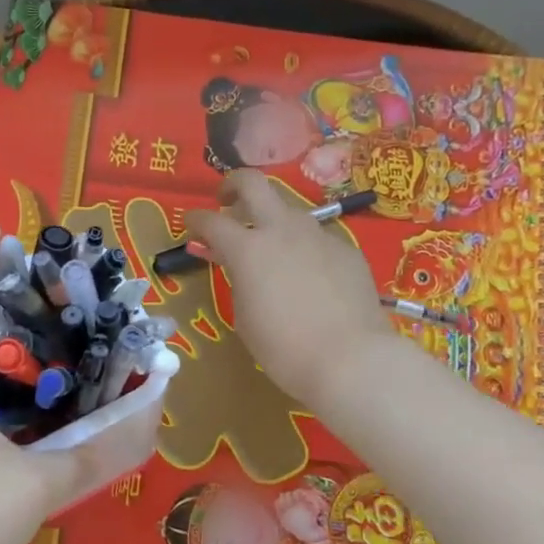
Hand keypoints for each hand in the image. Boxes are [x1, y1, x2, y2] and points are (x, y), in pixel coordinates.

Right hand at [184, 171, 393, 415]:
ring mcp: (318, 235)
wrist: (352, 360)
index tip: (191, 224)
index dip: (196, 219)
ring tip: (272, 247)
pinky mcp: (347, 249)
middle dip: (233, 184)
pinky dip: (304, 247)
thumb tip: (241, 266)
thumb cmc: (285, 349)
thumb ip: (239, 280)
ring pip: (289, 209)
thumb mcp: (245, 316)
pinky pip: (318, 238)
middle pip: (253, 183)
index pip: (211, 221)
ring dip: (273, 219)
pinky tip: (310, 275)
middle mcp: (282, 230)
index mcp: (248, 248)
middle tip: (227, 201)